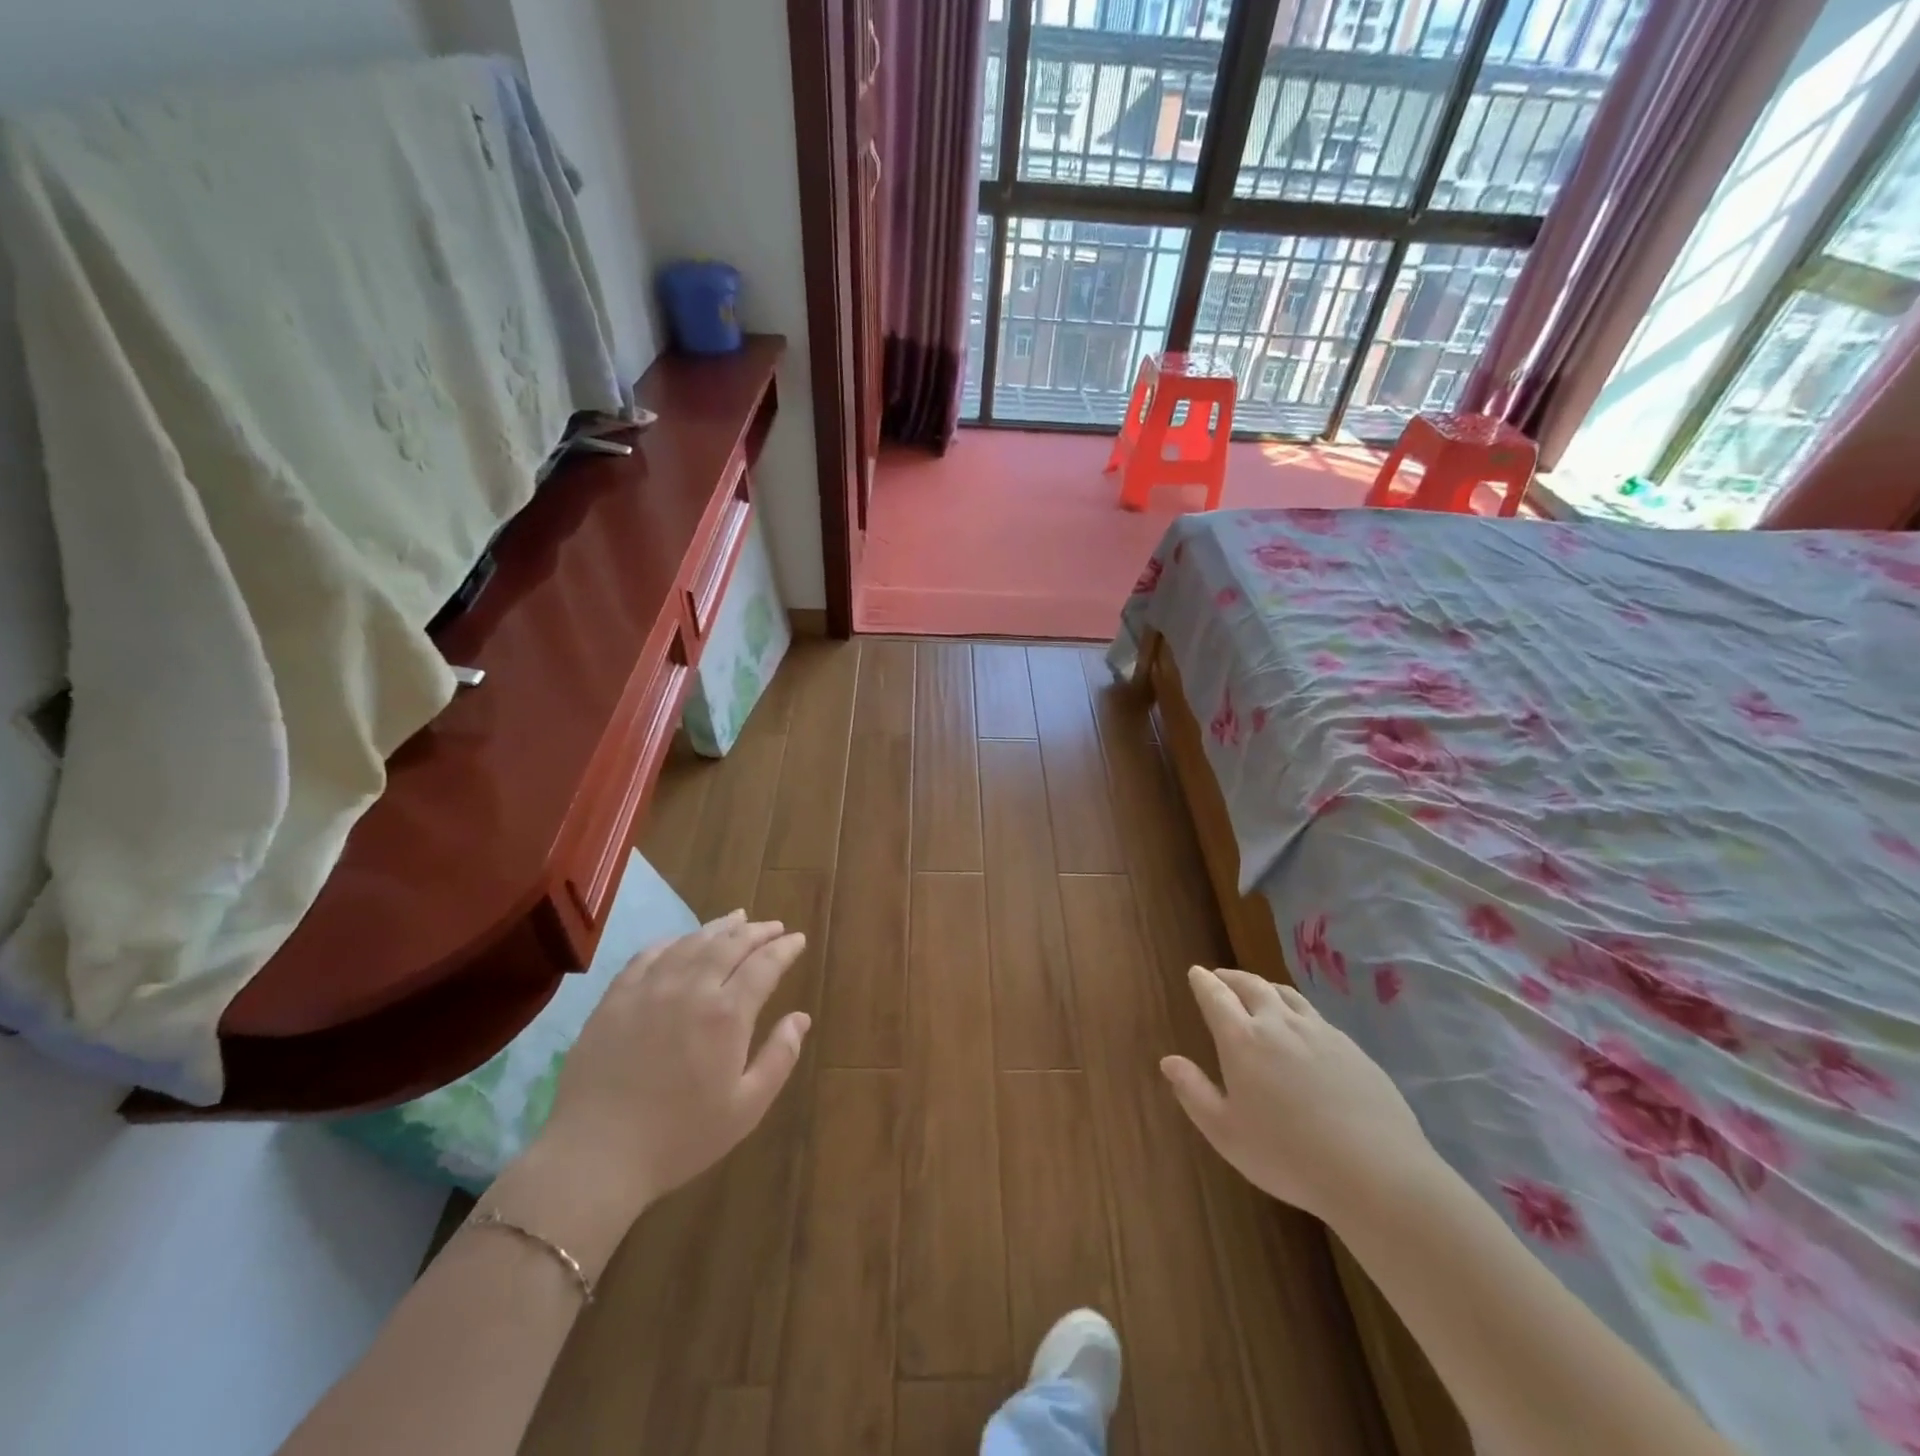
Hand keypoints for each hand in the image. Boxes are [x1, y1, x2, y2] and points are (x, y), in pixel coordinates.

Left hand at [486, 912, 809, 1267]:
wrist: (596, 1155)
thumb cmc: (680, 1137)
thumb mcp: (746, 1108)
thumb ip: (779, 1057)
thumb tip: (801, 1018)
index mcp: (727, 1014)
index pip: (764, 964)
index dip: (784, 948)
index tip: (798, 939)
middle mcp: (691, 988)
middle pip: (730, 944)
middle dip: (757, 931)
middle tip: (773, 927)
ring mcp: (649, 989)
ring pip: (691, 942)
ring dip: (719, 927)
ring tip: (737, 918)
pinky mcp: (615, 998)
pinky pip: (648, 955)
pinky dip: (673, 940)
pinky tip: (681, 940)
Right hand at [1161, 966, 1436, 1226]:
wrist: (1376, 1172)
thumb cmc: (1288, 1155)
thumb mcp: (1226, 1133)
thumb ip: (1194, 1093)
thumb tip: (1168, 1061)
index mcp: (1242, 1040)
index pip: (1216, 996)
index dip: (1203, 982)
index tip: (1195, 973)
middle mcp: (1278, 1024)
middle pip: (1251, 985)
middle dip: (1231, 977)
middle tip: (1221, 977)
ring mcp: (1319, 1032)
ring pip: (1286, 995)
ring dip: (1265, 987)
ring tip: (1258, 992)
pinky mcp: (1351, 1047)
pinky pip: (1315, 1016)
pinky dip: (1296, 1010)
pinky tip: (1301, 1028)